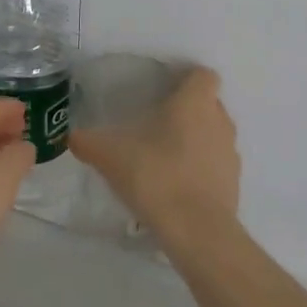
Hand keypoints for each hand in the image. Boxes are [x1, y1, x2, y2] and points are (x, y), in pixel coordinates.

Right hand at [70, 67, 240, 248]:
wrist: (196, 231)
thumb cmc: (156, 176)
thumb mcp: (110, 156)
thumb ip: (89, 142)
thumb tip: (73, 136)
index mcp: (195, 102)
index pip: (203, 74)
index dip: (186, 78)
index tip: (163, 89)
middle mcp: (220, 121)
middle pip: (208, 103)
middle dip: (187, 109)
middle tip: (156, 121)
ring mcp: (230, 154)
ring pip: (214, 134)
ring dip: (195, 139)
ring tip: (164, 155)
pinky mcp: (233, 184)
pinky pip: (216, 165)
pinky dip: (200, 168)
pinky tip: (175, 184)